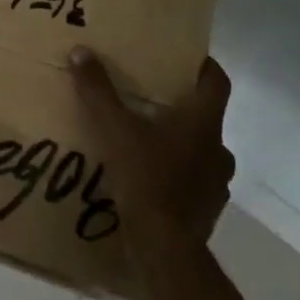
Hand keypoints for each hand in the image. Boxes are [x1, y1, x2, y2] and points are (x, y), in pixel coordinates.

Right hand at [70, 48, 233, 251]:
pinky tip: (152, 181)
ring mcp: (217, 183)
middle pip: (207, 118)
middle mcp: (218, 149)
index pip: (217, 81)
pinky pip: (195, 183)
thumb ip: (98, 90)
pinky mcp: (207, 210)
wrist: (165, 248)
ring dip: (181, 145)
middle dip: (183, 109)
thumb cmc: (146, 178)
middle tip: (153, 101)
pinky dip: (178, 177)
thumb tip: (81, 51)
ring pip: (202, 152)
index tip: (186, 58)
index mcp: (203, 122)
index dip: (204, 66)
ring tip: (149, 143)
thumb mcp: (114, 129)